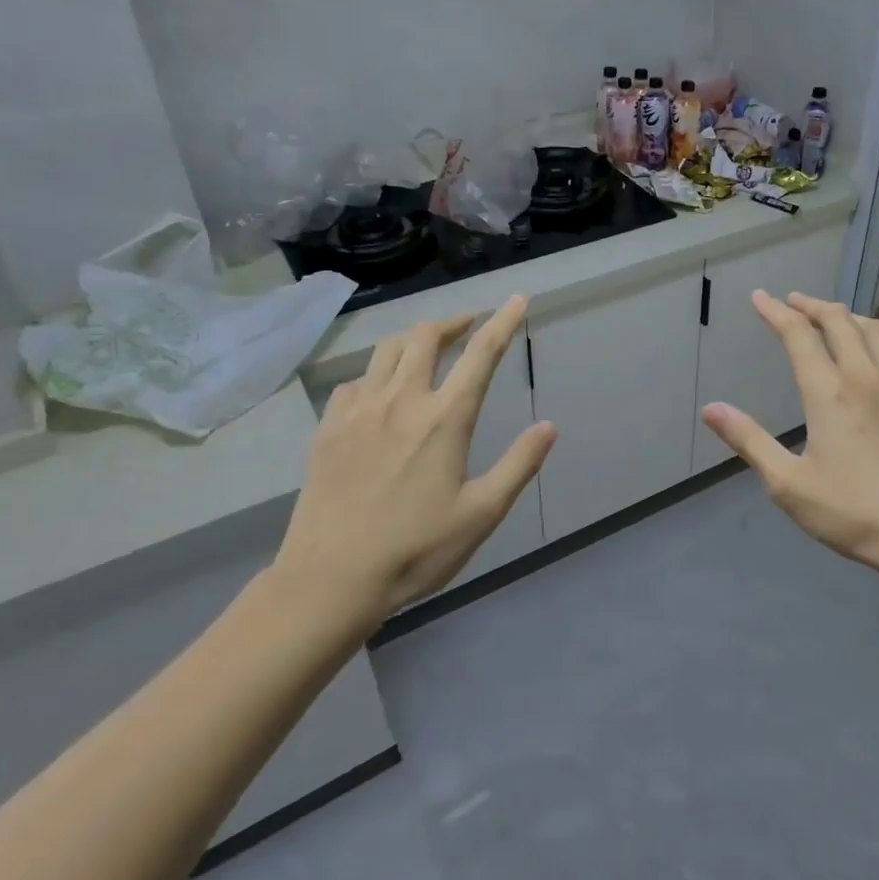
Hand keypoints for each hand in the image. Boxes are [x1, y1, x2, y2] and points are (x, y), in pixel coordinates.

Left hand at [271, 296, 555, 633]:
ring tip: (428, 350)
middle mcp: (402, 401)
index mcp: (444, 419)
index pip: (481, 354)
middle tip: (468, 327)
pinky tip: (381, 393)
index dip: (503, 322)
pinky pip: (356, 381)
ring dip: (414, 340)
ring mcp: (359, 411)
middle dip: (453, 322)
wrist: (329, 580)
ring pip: (387, 350)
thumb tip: (549, 426)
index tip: (517, 299)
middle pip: (426, 336)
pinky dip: (377, 374)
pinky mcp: (329, 428)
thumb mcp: (482, 513)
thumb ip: (518, 465)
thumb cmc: (415, 550)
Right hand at [700, 291, 878, 577]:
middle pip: (839, 321)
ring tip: (831, 317)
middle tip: (792, 301)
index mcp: (829, 392)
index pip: (798, 335)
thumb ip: (749, 441)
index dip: (776, 311)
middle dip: (811, 305)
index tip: (759, 297)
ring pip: (875, 330)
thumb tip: (711, 409)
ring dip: (848, 316)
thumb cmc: (854, 512)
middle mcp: (865, 377)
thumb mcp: (789, 484)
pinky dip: (877, 344)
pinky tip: (874, 359)